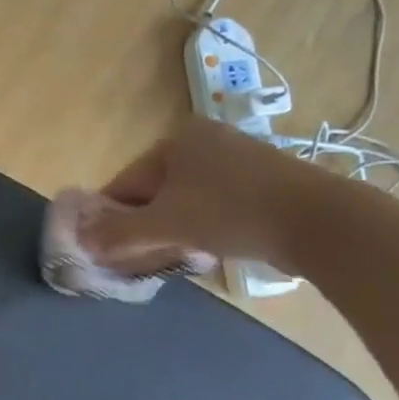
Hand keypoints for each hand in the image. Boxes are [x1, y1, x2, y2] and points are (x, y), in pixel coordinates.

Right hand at [79, 117, 322, 275]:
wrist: (319, 220)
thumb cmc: (231, 213)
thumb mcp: (166, 225)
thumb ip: (118, 233)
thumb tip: (79, 239)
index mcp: (174, 141)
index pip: (125, 183)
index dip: (112, 218)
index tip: (108, 250)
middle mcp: (202, 140)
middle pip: (154, 191)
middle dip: (144, 226)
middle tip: (142, 259)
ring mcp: (235, 157)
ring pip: (184, 199)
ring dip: (172, 229)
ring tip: (176, 256)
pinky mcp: (261, 180)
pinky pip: (214, 203)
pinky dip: (202, 224)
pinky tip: (208, 246)